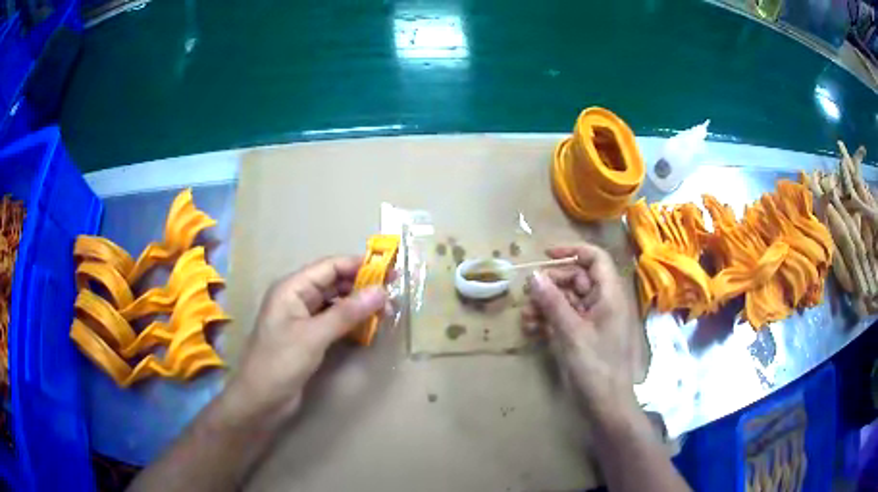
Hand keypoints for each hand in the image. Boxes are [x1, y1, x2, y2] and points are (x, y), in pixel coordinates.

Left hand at [218, 256, 387, 429]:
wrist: (260, 400)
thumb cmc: (280, 363)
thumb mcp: (313, 336)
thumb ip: (347, 313)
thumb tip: (381, 291)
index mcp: (292, 288)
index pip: (329, 267)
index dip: (359, 265)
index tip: (389, 270)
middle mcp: (297, 298)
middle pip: (333, 283)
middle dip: (362, 285)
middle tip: (393, 293)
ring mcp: (302, 319)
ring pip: (335, 303)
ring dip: (358, 305)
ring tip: (386, 311)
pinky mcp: (308, 338)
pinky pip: (334, 321)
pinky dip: (351, 322)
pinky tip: (368, 326)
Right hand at [523, 244, 641, 421]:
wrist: (607, 404)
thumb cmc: (595, 366)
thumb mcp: (571, 332)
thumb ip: (552, 302)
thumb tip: (533, 276)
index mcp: (610, 295)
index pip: (595, 259)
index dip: (572, 252)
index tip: (545, 257)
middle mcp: (605, 303)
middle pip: (579, 279)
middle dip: (553, 284)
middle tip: (529, 295)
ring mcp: (596, 320)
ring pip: (570, 300)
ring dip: (547, 304)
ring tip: (526, 318)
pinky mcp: (588, 336)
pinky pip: (569, 318)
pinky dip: (551, 320)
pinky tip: (533, 330)